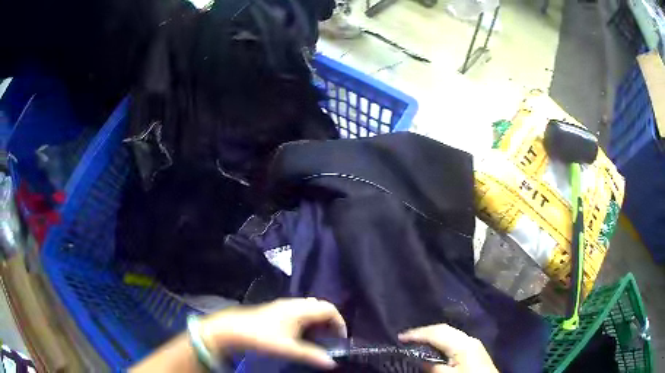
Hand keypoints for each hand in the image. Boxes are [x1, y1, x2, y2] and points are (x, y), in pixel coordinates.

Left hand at [202, 298, 346, 368]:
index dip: (339, 322)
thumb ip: (311, 355)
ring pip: (309, 309)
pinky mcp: (276, 310)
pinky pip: (299, 311)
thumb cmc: (262, 337)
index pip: (329, 308)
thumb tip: (331, 363)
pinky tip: (302, 334)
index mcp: (300, 309)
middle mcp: (294, 304)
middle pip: (320, 307)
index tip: (341, 338)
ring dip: (318, 321)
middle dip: (330, 322)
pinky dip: (308, 321)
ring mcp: (284, 305)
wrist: (233, 329)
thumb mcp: (288, 349)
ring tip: (319, 338)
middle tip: (332, 338)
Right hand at [399, 324, 497, 372]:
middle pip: (444, 330)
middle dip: (424, 332)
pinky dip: (440, 341)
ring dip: (432, 336)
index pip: (437, 332)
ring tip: (415, 341)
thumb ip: (433, 366)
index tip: (399, 337)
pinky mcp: (473, 350)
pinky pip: (453, 340)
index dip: (418, 333)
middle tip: (405, 337)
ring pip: (449, 334)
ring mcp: (473, 344)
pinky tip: (433, 348)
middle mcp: (469, 339)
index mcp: (463, 343)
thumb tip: (419, 357)